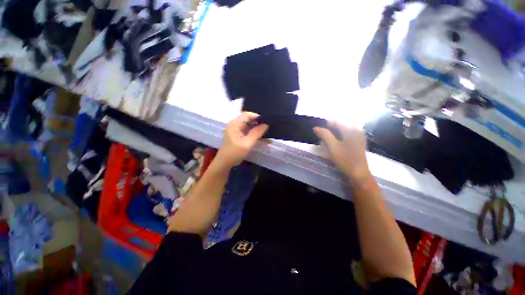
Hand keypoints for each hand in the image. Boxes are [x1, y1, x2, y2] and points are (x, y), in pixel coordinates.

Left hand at [216, 112, 268, 167]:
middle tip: (267, 125)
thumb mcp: (247, 143)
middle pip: (247, 119)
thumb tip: (266, 125)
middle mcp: (234, 125)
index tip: (266, 120)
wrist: (225, 162)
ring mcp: (235, 130)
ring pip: (247, 125)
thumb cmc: (235, 152)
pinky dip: (252, 132)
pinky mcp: (236, 135)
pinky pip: (246, 130)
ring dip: (255, 127)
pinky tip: (259, 135)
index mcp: (235, 124)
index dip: (256, 116)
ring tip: (265, 130)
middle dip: (257, 122)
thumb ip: (256, 133)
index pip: (246, 114)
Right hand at [313, 122, 370, 182]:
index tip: (318, 129)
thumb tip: (315, 127)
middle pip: (340, 125)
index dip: (326, 123)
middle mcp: (357, 131)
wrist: (359, 174)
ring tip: (325, 140)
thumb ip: (324, 135)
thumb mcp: (333, 147)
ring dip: (333, 134)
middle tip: (321, 136)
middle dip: (329, 129)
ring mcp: (358, 137)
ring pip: (342, 131)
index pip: (337, 121)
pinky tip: (333, 144)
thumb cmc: (345, 159)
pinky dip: (338, 138)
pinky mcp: (358, 143)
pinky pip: (346, 136)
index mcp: (352, 130)